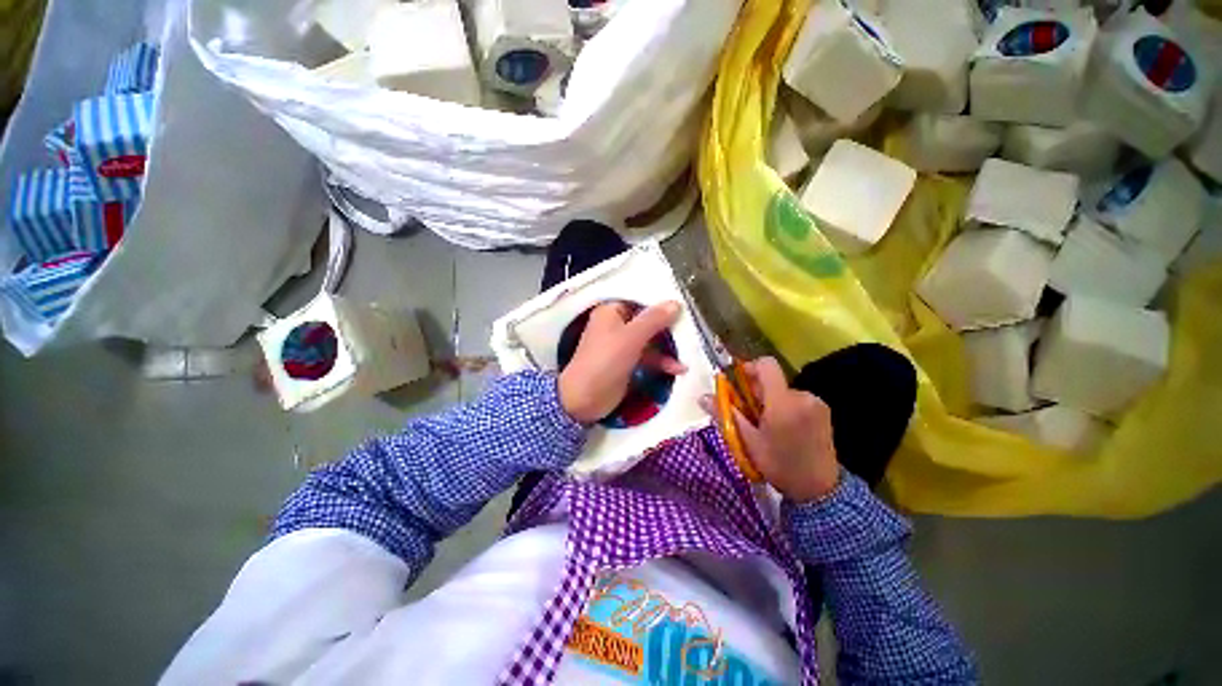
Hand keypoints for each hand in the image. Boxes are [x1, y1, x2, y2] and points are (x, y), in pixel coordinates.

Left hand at [558, 301, 686, 424]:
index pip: (640, 301)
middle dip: (668, 326)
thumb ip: (654, 319)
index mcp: (611, 312)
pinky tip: (678, 369)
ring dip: (668, 347)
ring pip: (650, 340)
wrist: (584, 399)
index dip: (660, 302)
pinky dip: (661, 361)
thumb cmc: (605, 361)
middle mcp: (616, 325)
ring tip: (689, 352)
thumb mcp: (631, 338)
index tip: (684, 306)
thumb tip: (675, 303)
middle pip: (647, 320)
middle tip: (692, 328)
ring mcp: (622, 345)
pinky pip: (648, 357)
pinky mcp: (627, 363)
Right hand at [709, 357, 839, 501]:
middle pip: (773, 380)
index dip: (749, 367)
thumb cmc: (779, 465)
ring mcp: (816, 402)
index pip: (766, 365)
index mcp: (783, 403)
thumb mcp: (748, 442)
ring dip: (771, 400)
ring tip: (767, 424)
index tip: (739, 383)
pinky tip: (784, 427)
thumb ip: (726, 415)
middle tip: (750, 413)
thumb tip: (702, 397)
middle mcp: (802, 396)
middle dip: (757, 391)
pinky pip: (797, 398)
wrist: (819, 490)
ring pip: (783, 390)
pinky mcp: (823, 410)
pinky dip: (785, 405)